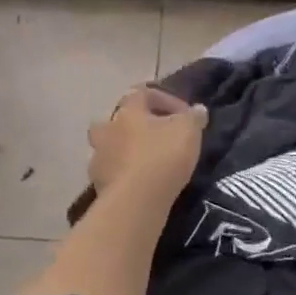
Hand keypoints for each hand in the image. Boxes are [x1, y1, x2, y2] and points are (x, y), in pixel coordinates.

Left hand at [88, 86, 206, 196]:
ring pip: (111, 147)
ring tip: (149, 164)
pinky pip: (112, 173)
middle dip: (137, 125)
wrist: (135, 201)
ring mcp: (98, 158)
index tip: (185, 115)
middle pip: (118, 120)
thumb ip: (193, 117)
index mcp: (127, 111)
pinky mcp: (98, 184)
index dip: (166, 100)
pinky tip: (141, 185)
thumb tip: (197, 110)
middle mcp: (107, 129)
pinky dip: (124, 175)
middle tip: (158, 137)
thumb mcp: (188, 131)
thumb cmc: (162, 157)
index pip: (143, 93)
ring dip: (127, 151)